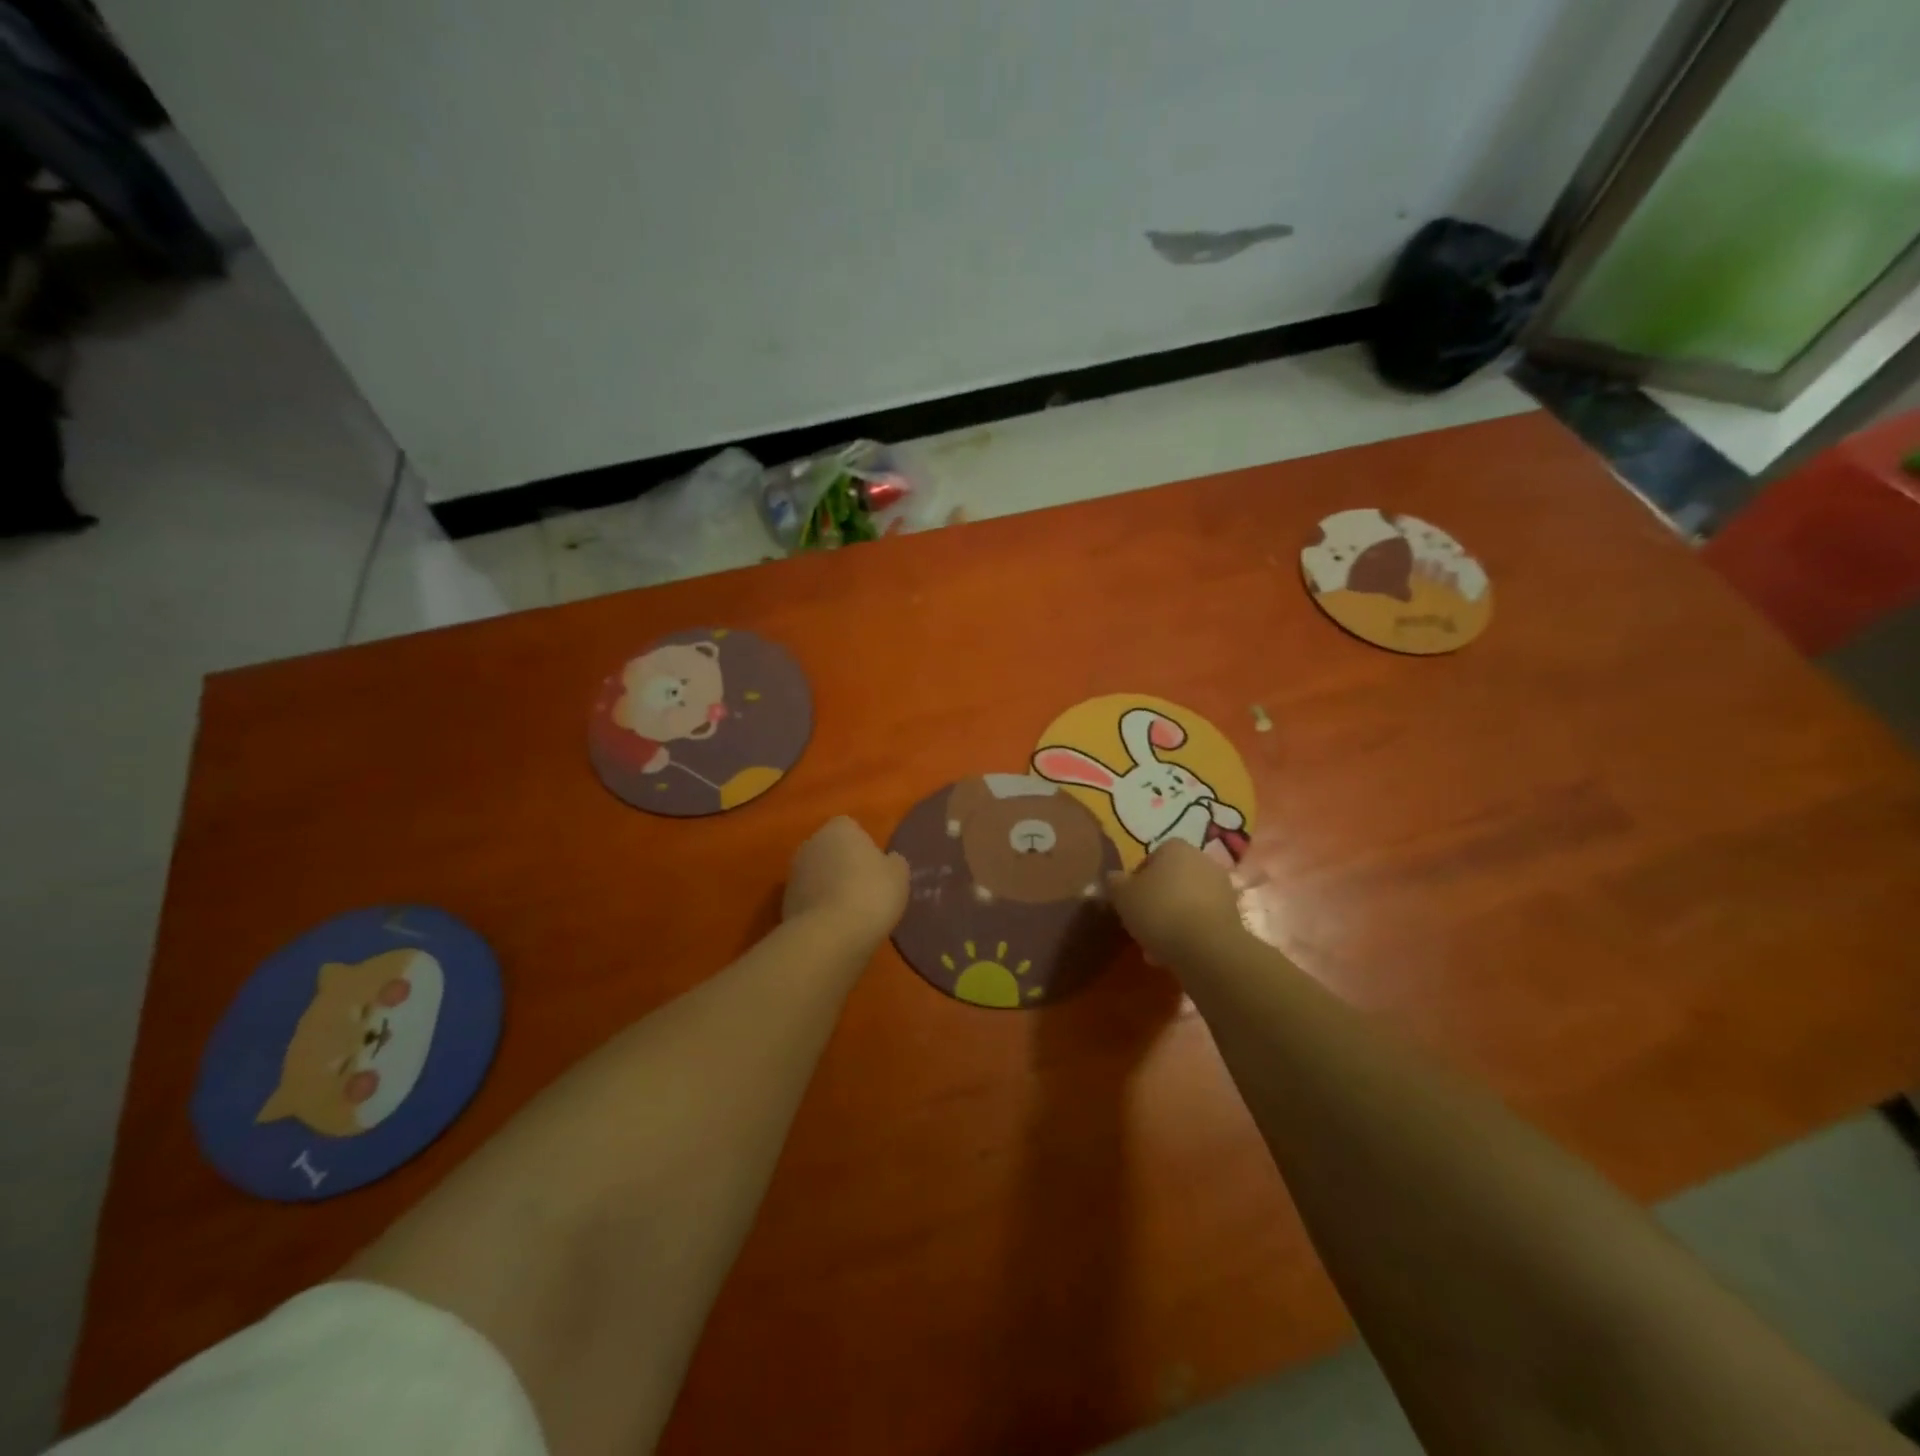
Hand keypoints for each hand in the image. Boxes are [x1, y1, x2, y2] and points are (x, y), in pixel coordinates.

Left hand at [783, 816, 909, 946]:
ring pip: (817, 874)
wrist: (830, 935)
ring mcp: (794, 873)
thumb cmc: (871, 893)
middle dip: (843, 864)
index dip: (863, 845)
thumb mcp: (899, 875)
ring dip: (829, 886)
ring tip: (850, 911)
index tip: (875, 866)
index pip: (850, 827)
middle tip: (864, 887)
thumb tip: (888, 860)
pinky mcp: (784, 903)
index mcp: (838, 829)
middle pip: (830, 849)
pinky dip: (819, 908)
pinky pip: (809, 899)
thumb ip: (893, 862)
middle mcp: (811, 844)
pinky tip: (835, 925)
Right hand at [1107, 840, 1243, 964]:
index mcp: (1175, 847)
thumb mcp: (1122, 895)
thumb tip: (1113, 878)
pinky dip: (1189, 933)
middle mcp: (1202, 860)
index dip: (1138, 880)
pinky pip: (1202, 920)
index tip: (1130, 901)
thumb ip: (1114, 882)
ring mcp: (1222, 887)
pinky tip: (1174, 954)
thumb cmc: (1159, 910)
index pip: (1152, 858)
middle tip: (1142, 924)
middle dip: (1157, 901)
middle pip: (1171, 880)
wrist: (1207, 947)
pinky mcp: (1233, 915)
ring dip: (1173, 919)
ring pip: (1187, 902)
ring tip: (1155, 947)